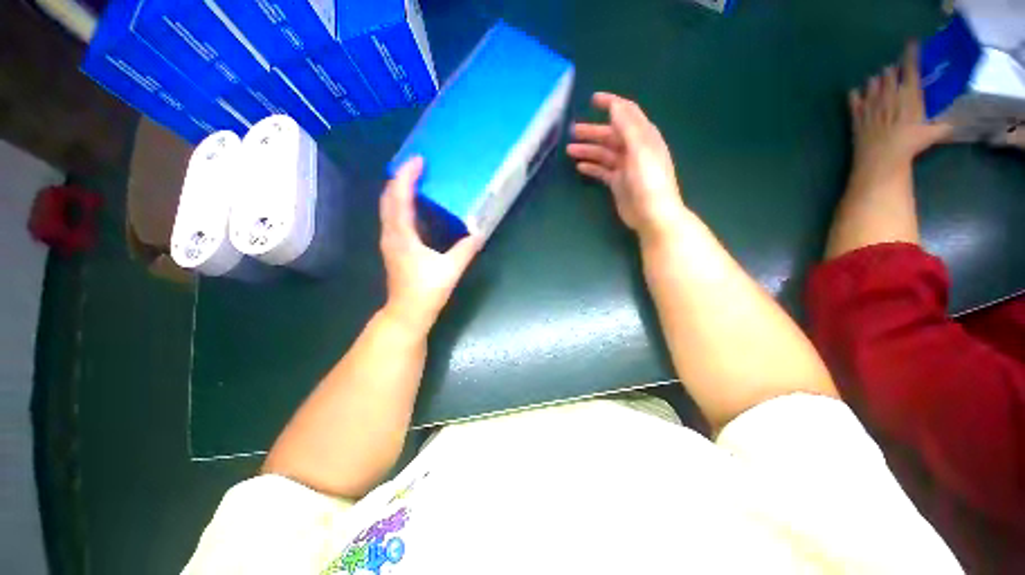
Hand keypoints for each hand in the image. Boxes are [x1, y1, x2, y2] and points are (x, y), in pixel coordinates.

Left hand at [379, 157, 481, 333]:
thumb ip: (466, 250)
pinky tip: (415, 205)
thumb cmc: (426, 291)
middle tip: (417, 166)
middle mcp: (391, 234)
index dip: (406, 177)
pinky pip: (393, 218)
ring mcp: (390, 241)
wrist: (407, 313)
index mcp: (402, 236)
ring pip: (388, 208)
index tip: (418, 160)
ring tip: (416, 180)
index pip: (399, 198)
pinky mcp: (394, 248)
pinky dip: (401, 205)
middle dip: (399, 178)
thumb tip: (479, 234)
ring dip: (399, 191)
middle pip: (388, 199)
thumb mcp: (450, 270)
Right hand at [567, 92, 687, 243]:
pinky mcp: (618, 183)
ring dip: (588, 150)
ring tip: (570, 150)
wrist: (652, 215)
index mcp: (644, 137)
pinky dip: (592, 167)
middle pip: (611, 135)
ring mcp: (625, 167)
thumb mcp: (640, 151)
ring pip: (604, 153)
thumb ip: (628, 128)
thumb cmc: (649, 182)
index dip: (611, 104)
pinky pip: (602, 171)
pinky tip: (580, 167)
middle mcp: (634, 149)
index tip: (592, 100)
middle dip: (592, 131)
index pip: (627, 113)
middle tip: (572, 131)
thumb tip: (615, 106)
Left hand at [848, 43, 952, 184]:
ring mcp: (871, 103)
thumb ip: (943, 125)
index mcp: (909, 94)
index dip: (911, 53)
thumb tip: (954, 123)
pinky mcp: (857, 114)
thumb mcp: (932, 133)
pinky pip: (853, 99)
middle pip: (889, 73)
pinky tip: (857, 94)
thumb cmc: (909, 144)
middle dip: (892, 70)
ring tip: (878, 83)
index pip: (911, 67)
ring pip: (871, 83)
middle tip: (895, 72)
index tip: (912, 43)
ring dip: (875, 81)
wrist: (881, 157)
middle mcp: (889, 94)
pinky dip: (855, 95)